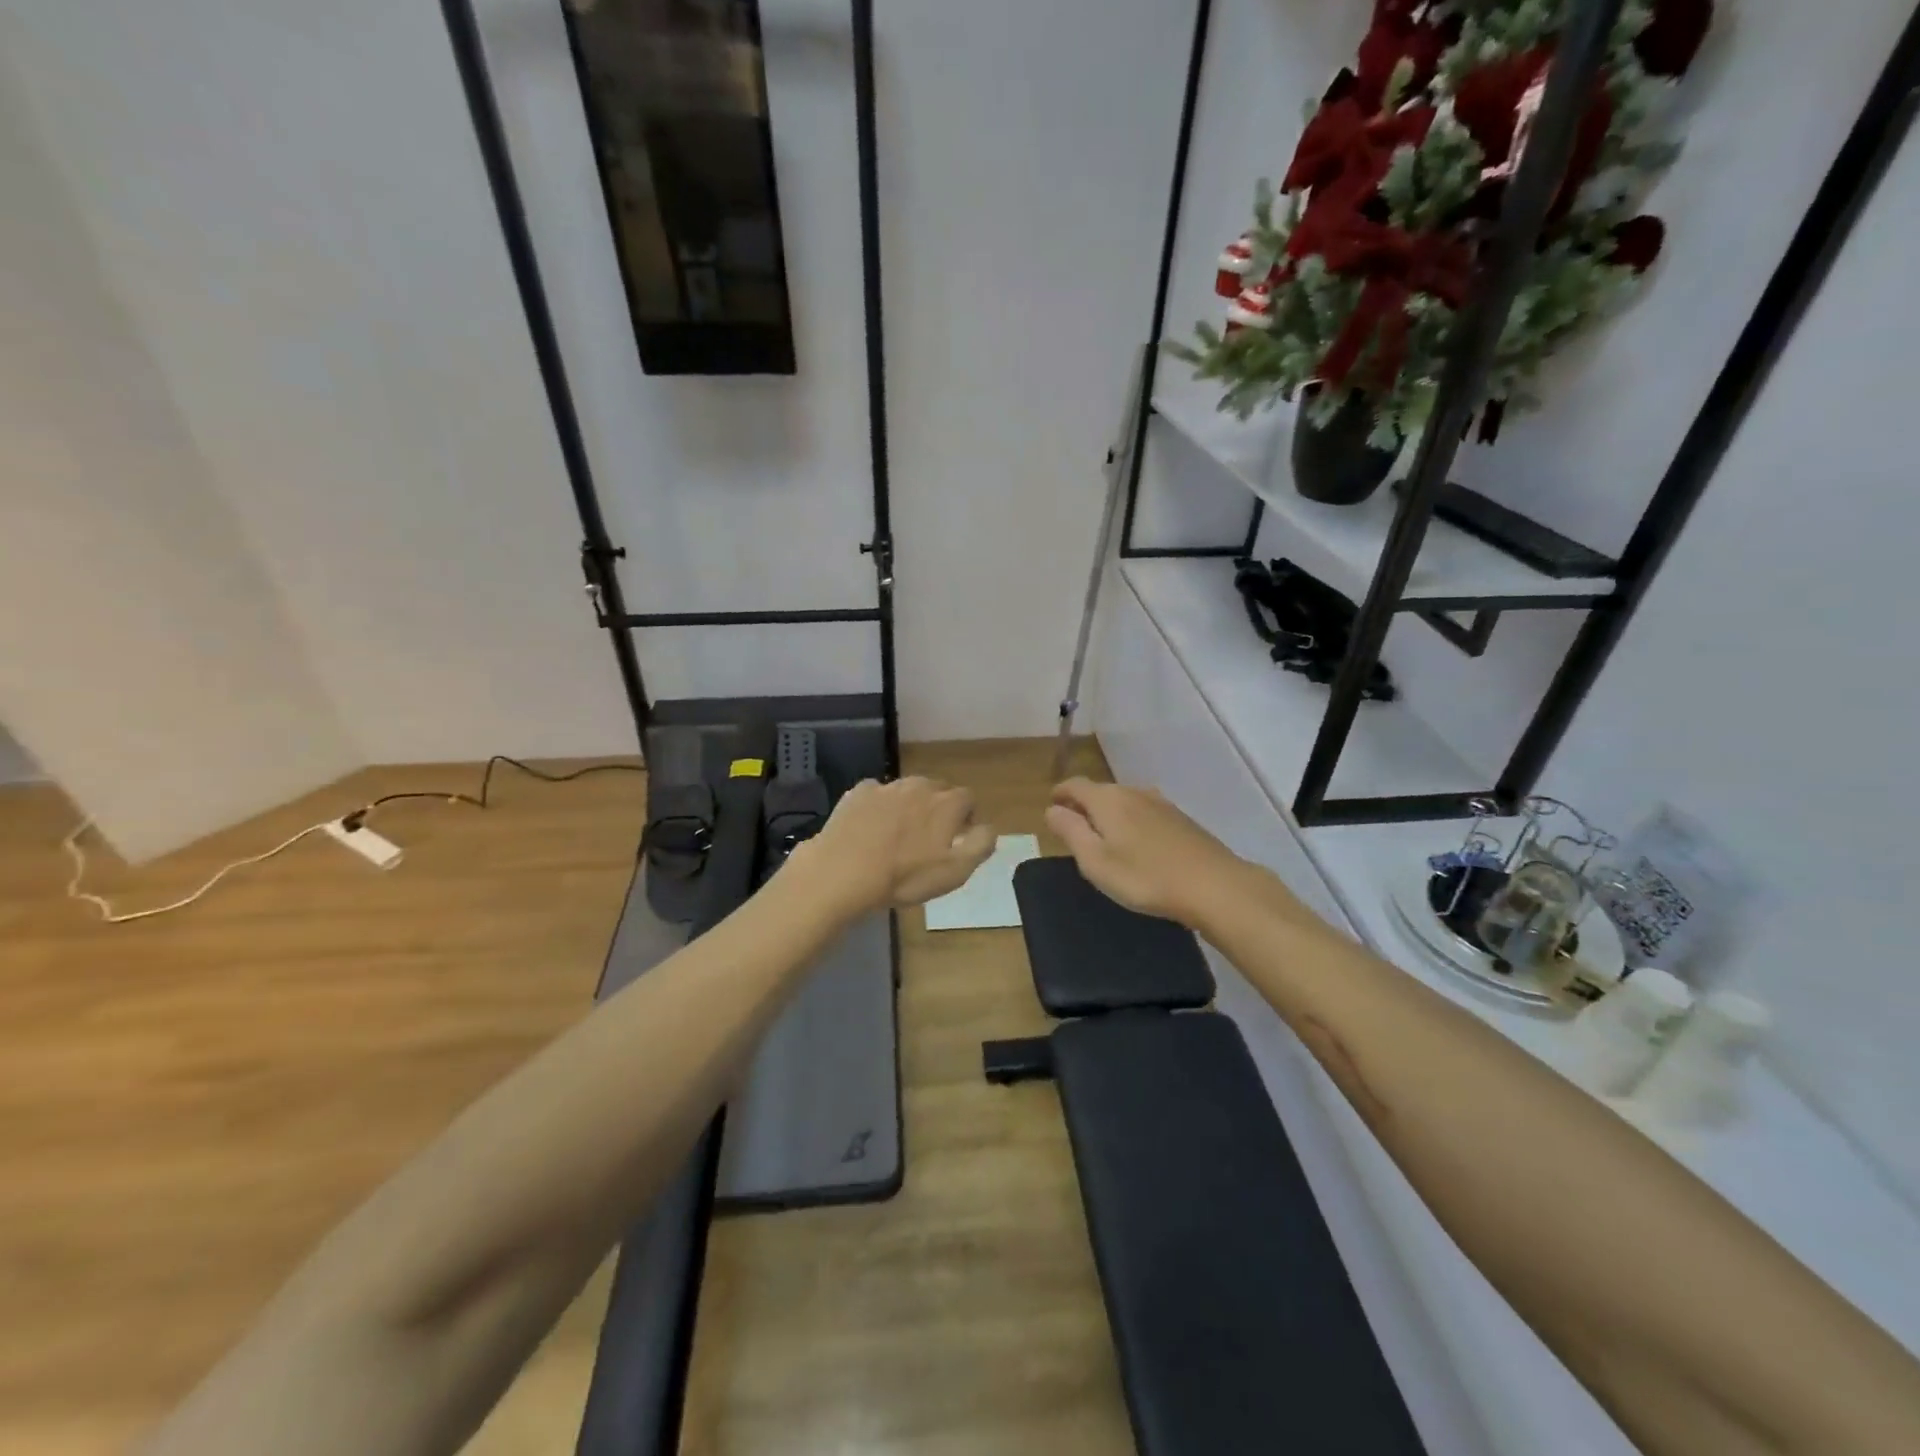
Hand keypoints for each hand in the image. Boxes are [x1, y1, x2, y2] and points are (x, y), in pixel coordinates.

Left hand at [787, 777, 996, 914]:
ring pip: (906, 790)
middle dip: (938, 808)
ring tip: (898, 833)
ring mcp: (886, 787)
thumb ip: (981, 845)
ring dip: (909, 805)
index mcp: (947, 803)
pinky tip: (870, 827)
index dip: (966, 817)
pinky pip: (876, 793)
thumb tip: (989, 828)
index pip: (968, 798)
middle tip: (928, 837)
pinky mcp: (858, 792)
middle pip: (937, 790)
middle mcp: (919, 786)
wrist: (844, 871)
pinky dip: (878, 805)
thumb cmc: (905, 876)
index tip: (958, 838)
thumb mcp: (955, 871)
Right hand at [1044, 778, 1253, 927]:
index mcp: (1108, 799)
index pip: (1075, 785)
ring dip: (1109, 814)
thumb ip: (1071, 832)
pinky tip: (1137, 845)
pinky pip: (1144, 812)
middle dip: (1084, 805)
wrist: (1214, 886)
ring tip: (1103, 838)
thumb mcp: (1095, 861)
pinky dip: (1131, 822)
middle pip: (1100, 791)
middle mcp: (1133, 792)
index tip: (1051, 805)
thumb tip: (1052, 809)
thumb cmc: (1145, 877)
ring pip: (1125, 801)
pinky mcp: (1181, 819)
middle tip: (1073, 828)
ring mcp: (1161, 803)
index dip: (1060, 793)